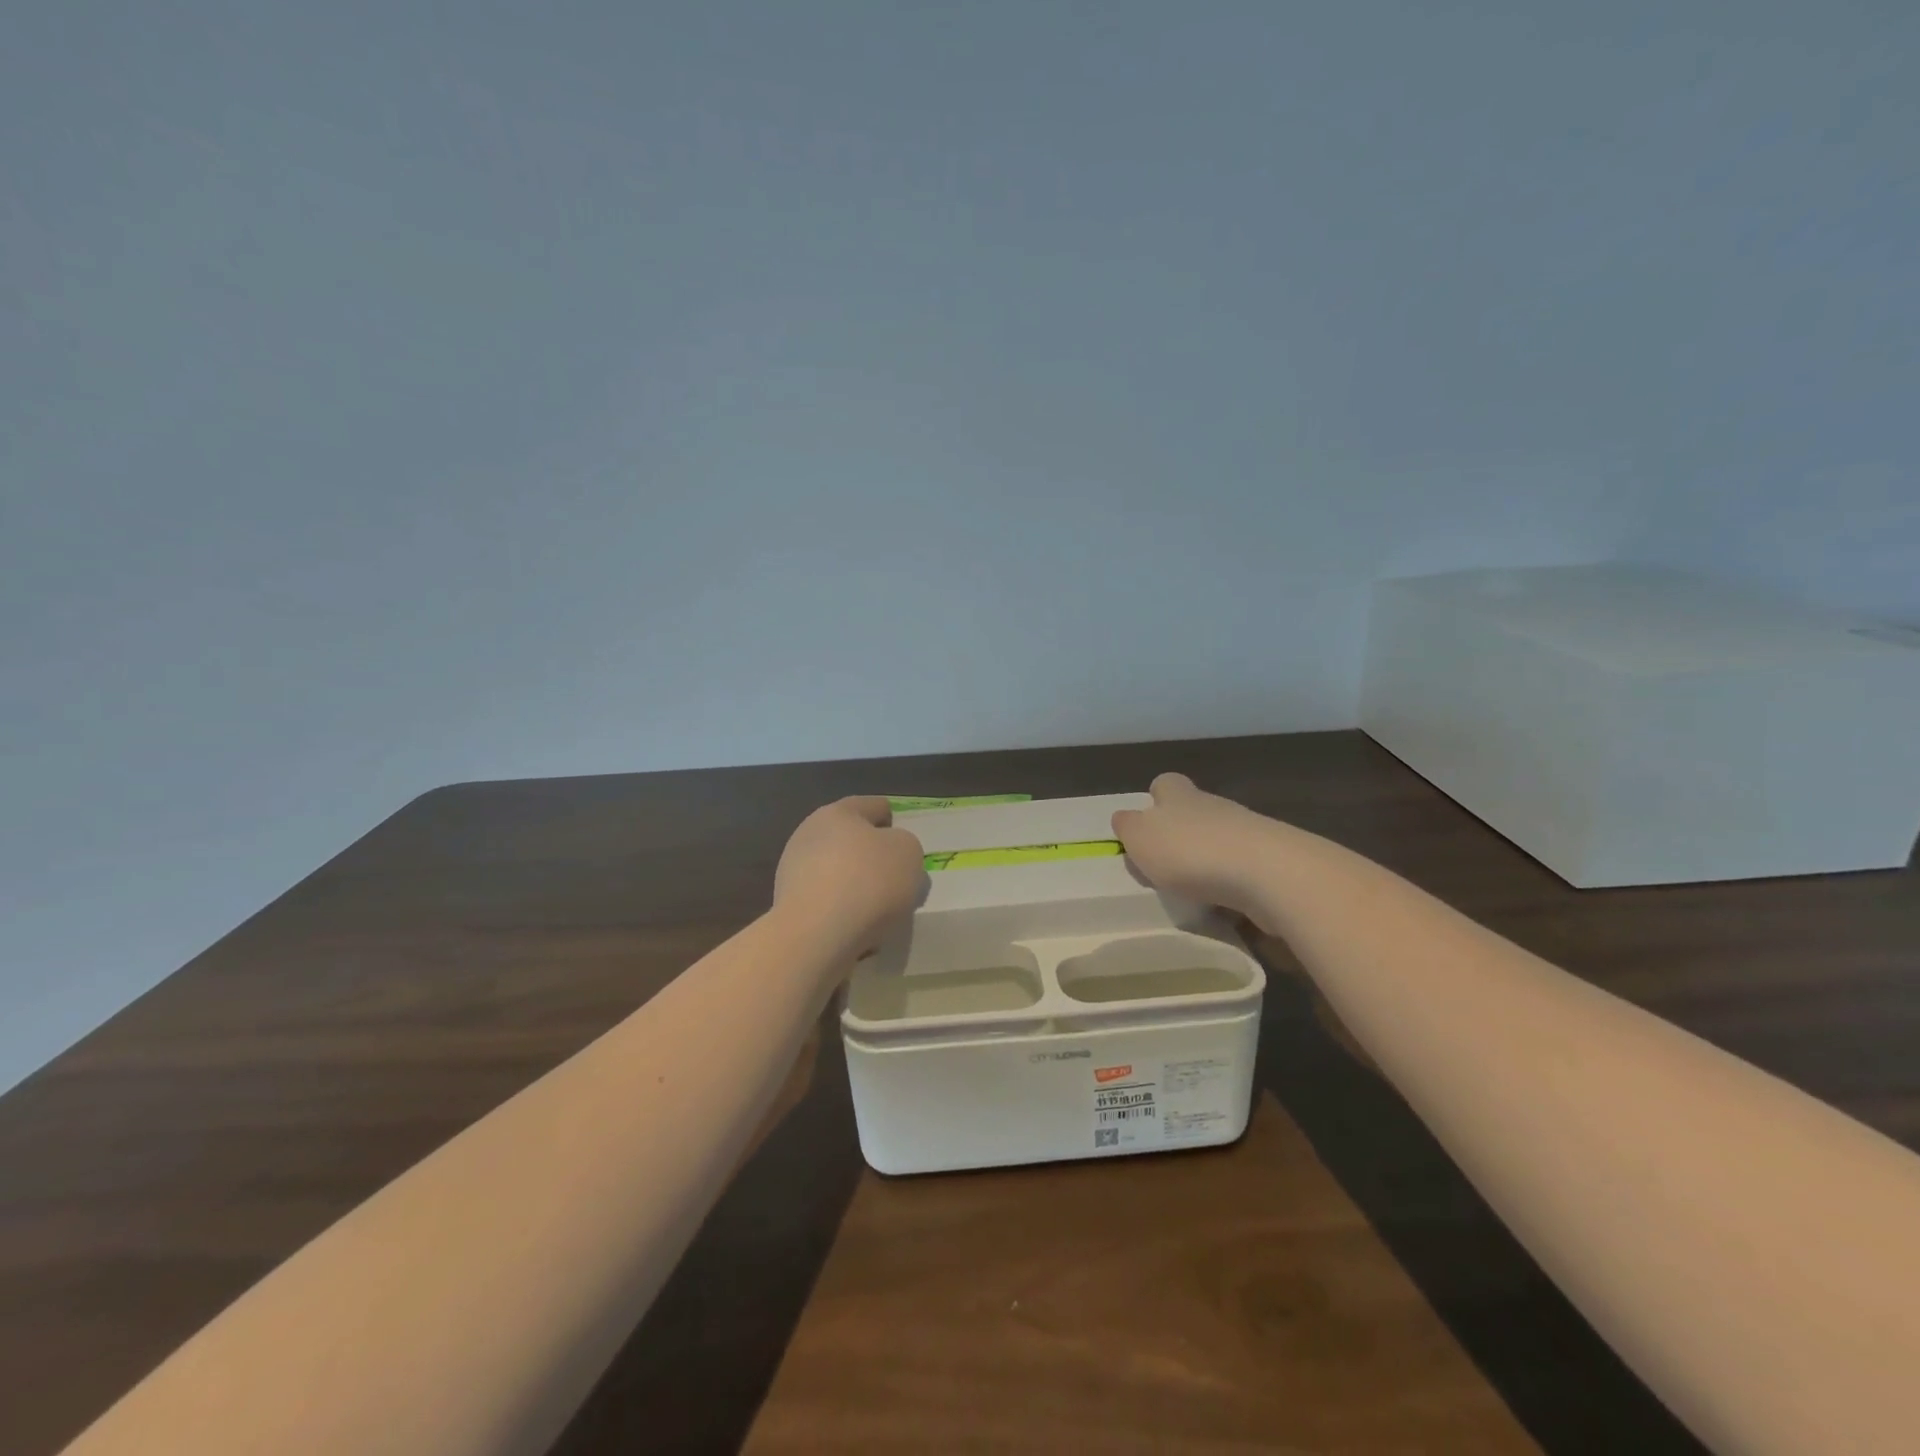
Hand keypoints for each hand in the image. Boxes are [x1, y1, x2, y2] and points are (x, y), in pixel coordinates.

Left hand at [774, 796, 927, 958]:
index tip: (905, 844)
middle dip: (873, 858)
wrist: (816, 936)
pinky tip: (859, 930)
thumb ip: (905, 847)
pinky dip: (843, 912)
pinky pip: (827, 903)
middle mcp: (810, 834)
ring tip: (881, 913)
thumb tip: (890, 856)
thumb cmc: (868, 881)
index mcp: (838, 812)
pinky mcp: (787, 905)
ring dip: (857, 887)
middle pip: (851, 841)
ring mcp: (793, 870)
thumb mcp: (909, 853)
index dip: (893, 821)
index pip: (873, 806)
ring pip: (838, 874)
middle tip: (897, 880)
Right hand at [1111, 773, 1273, 917]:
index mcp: (1179, 796)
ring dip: (1208, 861)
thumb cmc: (1191, 851)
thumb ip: (1128, 827)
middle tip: (1166, 866)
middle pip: (1195, 812)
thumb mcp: (1141, 838)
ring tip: (1194, 892)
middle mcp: (1214, 806)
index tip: (1148, 825)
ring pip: (1220, 840)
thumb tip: (1125, 819)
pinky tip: (1225, 906)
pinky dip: (1232, 885)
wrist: (1268, 873)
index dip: (1155, 799)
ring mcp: (1248, 831)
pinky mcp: (1272, 861)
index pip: (1165, 784)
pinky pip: (1244, 870)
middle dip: (1182, 835)